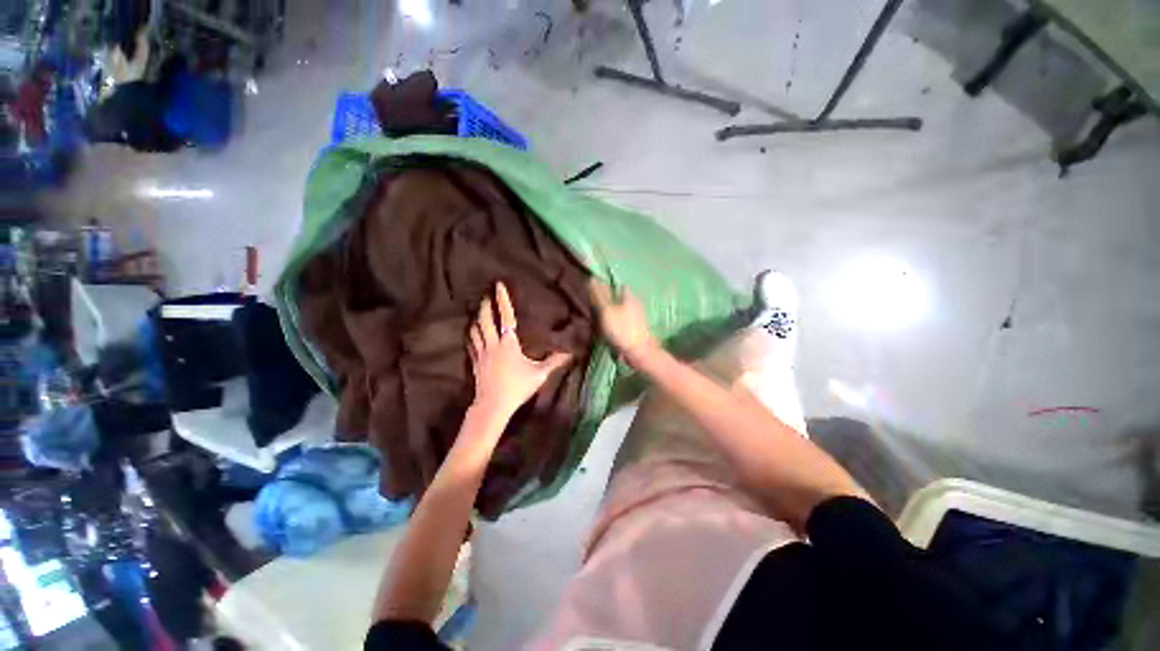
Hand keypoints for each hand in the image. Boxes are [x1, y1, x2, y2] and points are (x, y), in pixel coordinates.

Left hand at [468, 282, 571, 419]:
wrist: (493, 406)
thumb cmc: (517, 387)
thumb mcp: (539, 374)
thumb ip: (554, 362)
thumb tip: (570, 352)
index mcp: (508, 344)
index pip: (505, 317)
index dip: (502, 300)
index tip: (498, 286)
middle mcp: (492, 344)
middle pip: (485, 320)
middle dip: (485, 306)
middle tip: (485, 296)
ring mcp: (481, 354)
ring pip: (475, 331)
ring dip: (476, 319)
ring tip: (478, 311)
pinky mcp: (475, 363)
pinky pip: (471, 344)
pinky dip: (471, 335)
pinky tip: (471, 333)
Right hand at [588, 280, 657, 366]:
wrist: (639, 353)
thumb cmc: (622, 330)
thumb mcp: (606, 310)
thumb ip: (599, 295)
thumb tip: (592, 278)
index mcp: (629, 296)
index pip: (617, 284)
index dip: (605, 285)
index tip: (593, 290)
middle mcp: (634, 303)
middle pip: (618, 297)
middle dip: (606, 299)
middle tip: (592, 304)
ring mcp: (636, 316)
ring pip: (619, 309)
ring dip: (609, 311)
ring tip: (596, 316)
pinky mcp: (635, 328)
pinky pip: (621, 320)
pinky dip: (613, 321)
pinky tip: (605, 327)